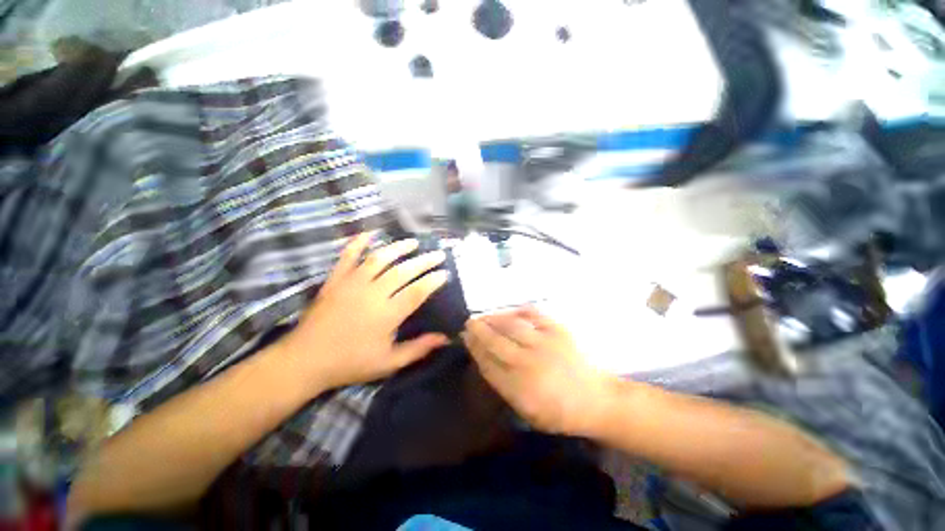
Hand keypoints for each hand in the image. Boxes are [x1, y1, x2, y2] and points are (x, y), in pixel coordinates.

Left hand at [281, 233, 450, 391]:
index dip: (433, 281)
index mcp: (387, 314)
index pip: (417, 291)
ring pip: (380, 258)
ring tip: (413, 242)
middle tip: (438, 254)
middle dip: (424, 261)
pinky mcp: (336, 279)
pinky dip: (358, 242)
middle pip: (403, 271)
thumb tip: (445, 338)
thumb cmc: (350, 363)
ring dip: (398, 248)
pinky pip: (348, 255)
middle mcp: (372, 293)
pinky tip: (371, 233)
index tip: (445, 273)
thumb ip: (418, 349)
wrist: (305, 360)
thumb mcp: (389, 363)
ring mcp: (352, 283)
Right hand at [463, 308, 615, 435]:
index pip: (487, 363)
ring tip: (484, 317)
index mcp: (519, 388)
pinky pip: (533, 315)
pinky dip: (518, 311)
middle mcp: (528, 364)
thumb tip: (484, 361)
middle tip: (469, 323)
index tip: (465, 338)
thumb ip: (504, 386)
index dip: (474, 348)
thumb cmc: (559, 411)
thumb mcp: (527, 411)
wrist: (596, 400)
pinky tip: (509, 312)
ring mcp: (544, 344)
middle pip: (495, 342)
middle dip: (478, 331)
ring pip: (511, 326)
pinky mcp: (558, 331)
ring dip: (493, 319)